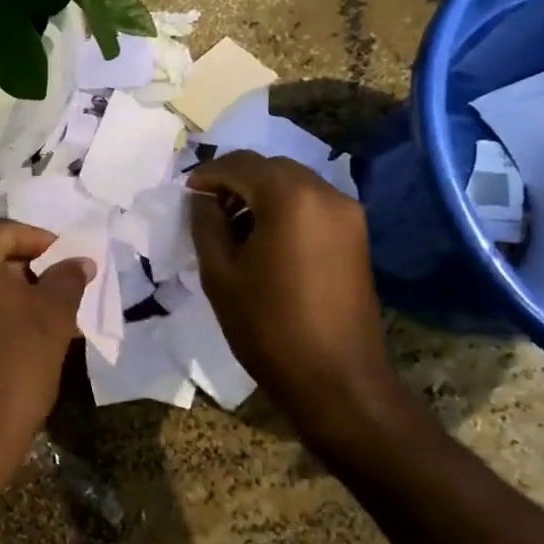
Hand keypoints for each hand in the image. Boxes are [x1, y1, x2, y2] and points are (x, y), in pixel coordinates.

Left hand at [0, 220, 94, 513]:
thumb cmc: (14, 366)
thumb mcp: (53, 318)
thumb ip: (67, 279)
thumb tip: (79, 261)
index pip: (3, 231)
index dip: (40, 241)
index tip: (67, 262)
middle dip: (25, 269)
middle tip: (57, 291)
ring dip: (7, 294)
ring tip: (42, 318)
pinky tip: (13, 339)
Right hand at [187, 151, 397, 441]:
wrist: (336, 379)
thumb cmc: (269, 326)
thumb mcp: (220, 274)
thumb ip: (206, 224)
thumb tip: (201, 198)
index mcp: (290, 198)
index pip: (241, 164)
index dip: (208, 174)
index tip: (186, 194)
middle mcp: (325, 193)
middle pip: (271, 168)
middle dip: (235, 180)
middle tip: (207, 208)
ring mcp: (347, 214)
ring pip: (293, 183)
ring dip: (260, 193)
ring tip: (232, 227)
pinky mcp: (356, 235)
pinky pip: (312, 204)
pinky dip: (284, 208)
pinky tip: (264, 238)